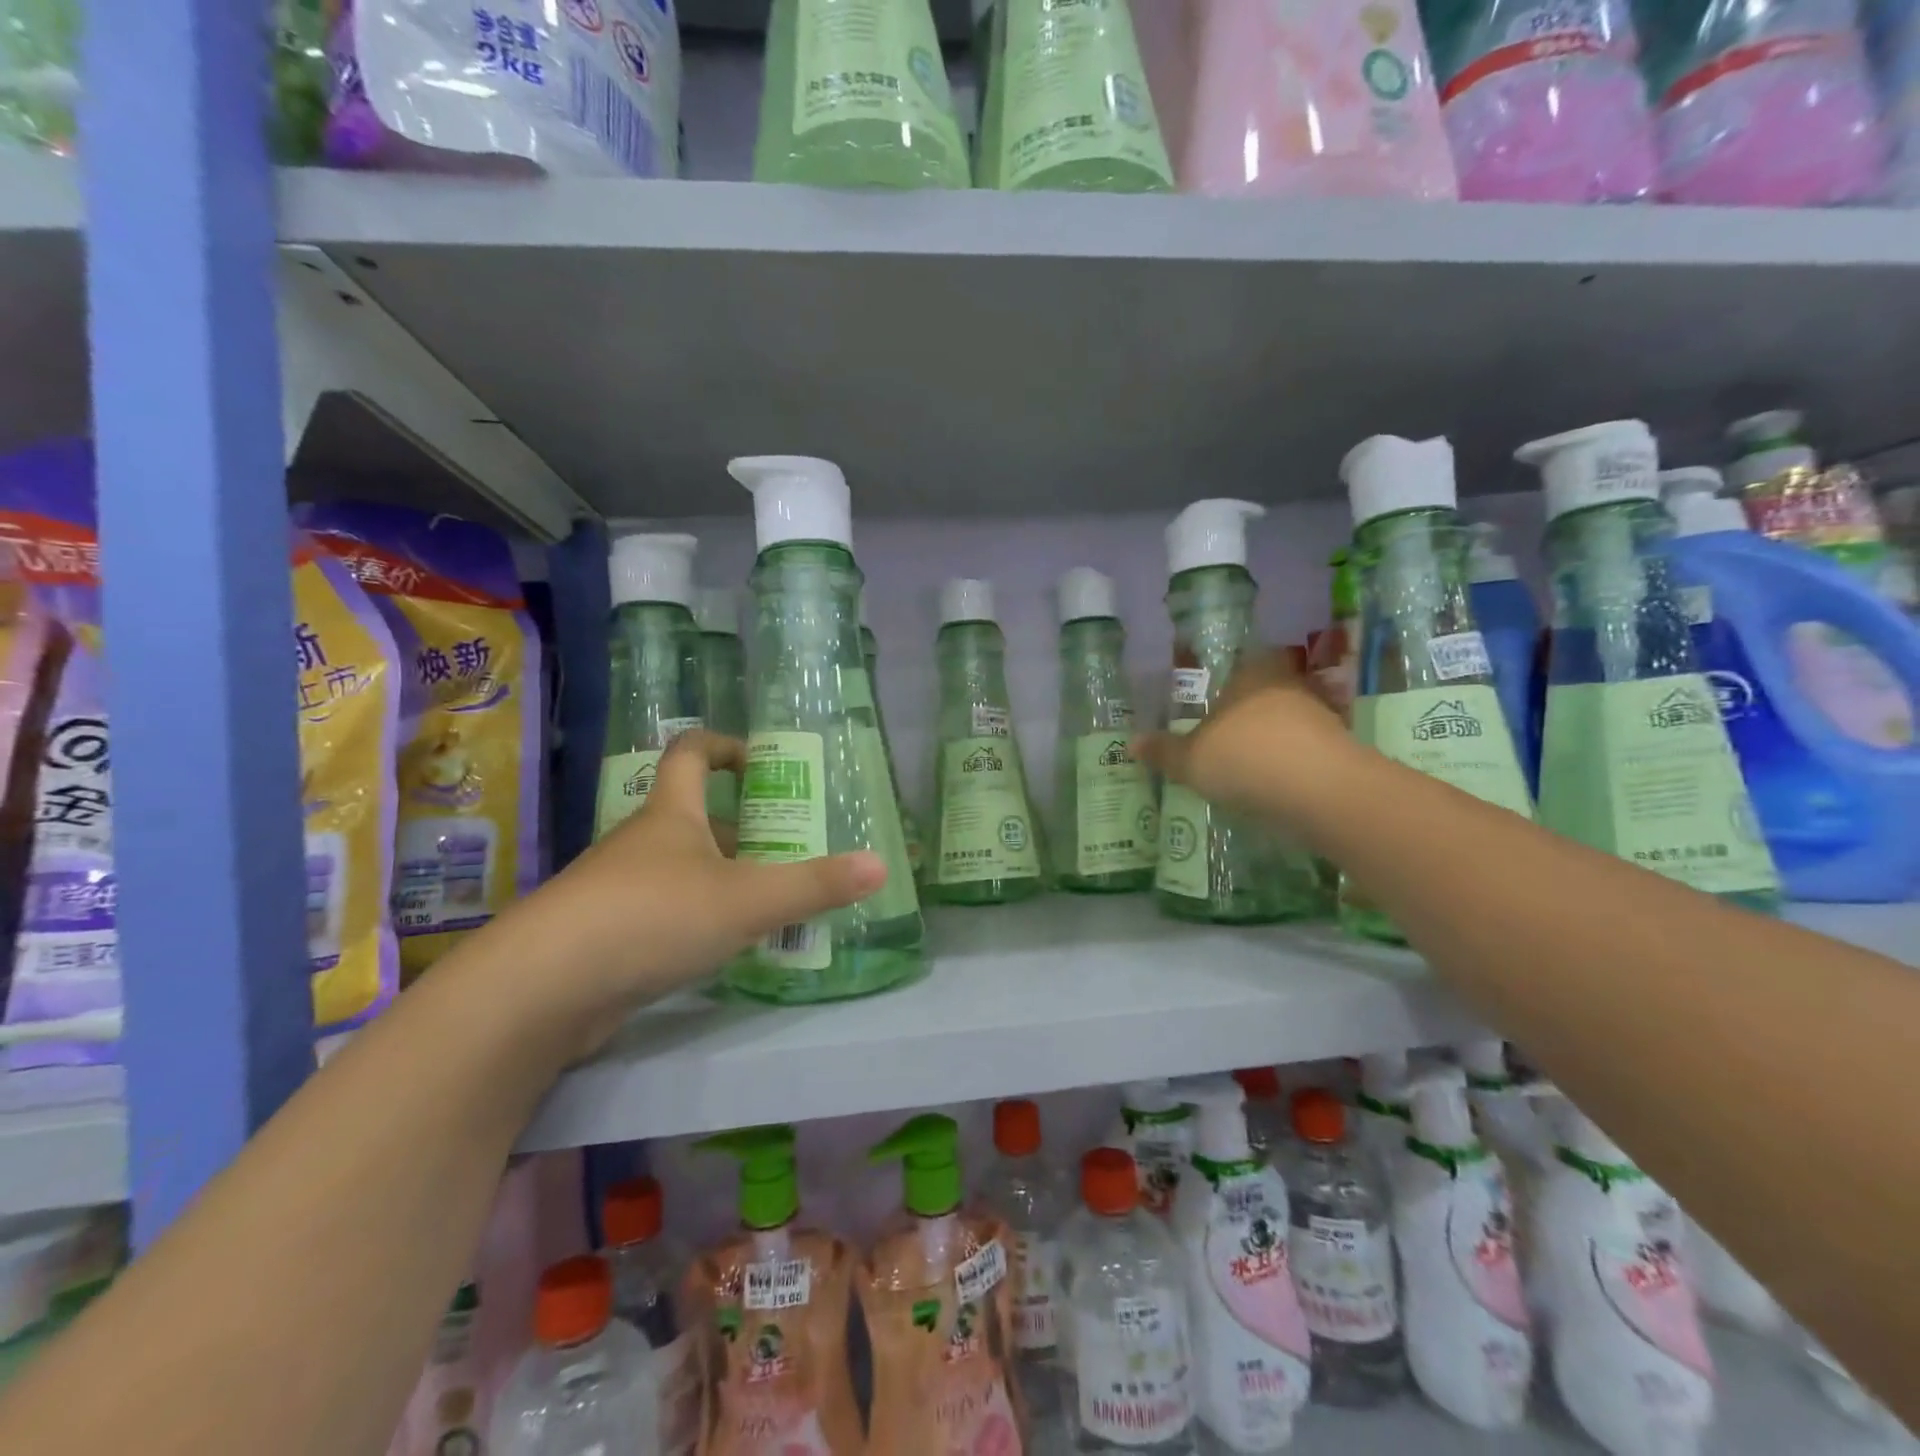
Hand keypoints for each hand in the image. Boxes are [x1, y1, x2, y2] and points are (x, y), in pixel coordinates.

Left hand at [482, 729, 885, 1057]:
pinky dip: (700, 921)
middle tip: (793, 848)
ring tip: (774, 904)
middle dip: (744, 829)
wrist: (541, 989)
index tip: (762, 762)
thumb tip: (880, 865)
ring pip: (683, 871)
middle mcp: (644, 843)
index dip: (726, 746)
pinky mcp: (608, 937)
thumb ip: (814, 885)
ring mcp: (620, 891)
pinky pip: (666, 915)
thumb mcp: (746, 900)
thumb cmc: (651, 918)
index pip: (692, 753)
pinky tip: (726, 949)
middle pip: (696, 819)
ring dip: (725, 880)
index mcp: (672, 815)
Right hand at [1132, 648, 1356, 824]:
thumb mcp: (1190, 761)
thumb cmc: (1244, 759)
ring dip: (1272, 739)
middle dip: (1247, 713)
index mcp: (1250, 676)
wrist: (1321, 791)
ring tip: (1248, 766)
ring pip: (1288, 721)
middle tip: (1224, 736)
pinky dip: (1291, 764)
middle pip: (1265, 692)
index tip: (1214, 698)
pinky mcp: (1340, 749)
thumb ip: (1163, 751)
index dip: (1228, 678)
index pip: (1242, 662)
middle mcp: (1287, 687)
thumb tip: (1131, 742)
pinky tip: (1275, 786)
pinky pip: (1306, 751)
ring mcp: (1319, 716)